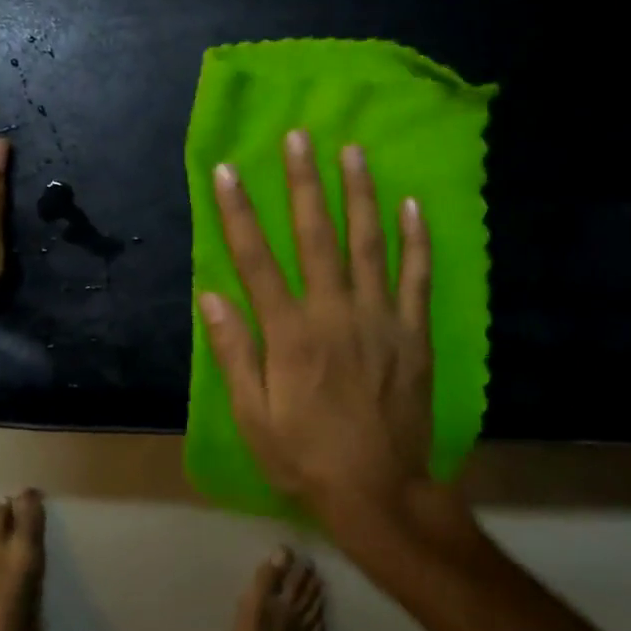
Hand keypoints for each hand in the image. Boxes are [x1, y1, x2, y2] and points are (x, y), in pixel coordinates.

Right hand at [199, 130, 452, 530]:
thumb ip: (235, 353)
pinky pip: (417, 277)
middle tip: (299, 137)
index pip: (256, 260)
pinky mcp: (413, 334)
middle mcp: (335, 314)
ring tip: (352, 151)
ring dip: (359, 194)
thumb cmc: (306, 456)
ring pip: (369, 244)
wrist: (380, 493)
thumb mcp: (253, 417)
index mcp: (290, 334)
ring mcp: (380, 320)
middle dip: (304, 183)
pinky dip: (416, 240)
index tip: (228, 171)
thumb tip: (213, 296)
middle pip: (316, 236)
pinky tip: (411, 205)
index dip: (239, 213)